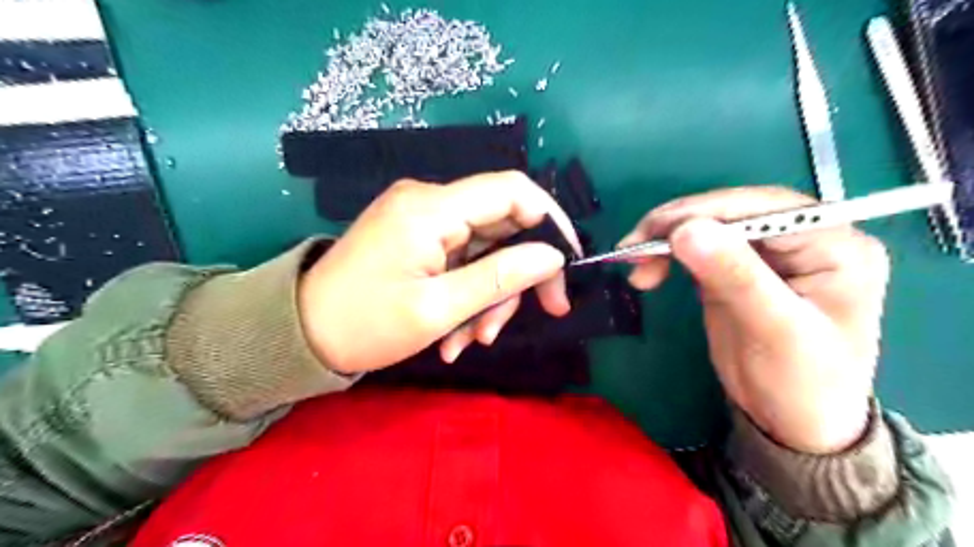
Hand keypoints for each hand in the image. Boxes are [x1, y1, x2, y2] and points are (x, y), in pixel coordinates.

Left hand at [300, 171, 576, 376]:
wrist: (299, 334)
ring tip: (471, 341)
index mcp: (431, 209)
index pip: (513, 190)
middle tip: (542, 313)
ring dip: (490, 296)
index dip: (551, 221)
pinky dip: (468, 296)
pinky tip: (454, 336)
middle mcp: (429, 202)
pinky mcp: (417, 239)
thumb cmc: (364, 325)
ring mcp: (422, 221)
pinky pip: (461, 260)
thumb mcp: (438, 309)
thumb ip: (500, 278)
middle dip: (520, 274)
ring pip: (485, 249)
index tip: (568, 263)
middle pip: (503, 224)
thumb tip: (552, 256)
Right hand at [619, 188, 889, 451]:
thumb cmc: (803, 383)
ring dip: (665, 239)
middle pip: (732, 211)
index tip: (657, 230)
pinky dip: (668, 255)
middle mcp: (804, 238)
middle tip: (632, 246)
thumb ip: (735, 276)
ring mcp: (767, 252)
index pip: (765, 208)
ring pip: (709, 226)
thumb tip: (686, 229)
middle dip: (677, 225)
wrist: (793, 422)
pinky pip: (698, 248)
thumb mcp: (775, 330)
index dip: (707, 212)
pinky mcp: (737, 268)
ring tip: (633, 262)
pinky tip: (649, 270)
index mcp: (835, 244)